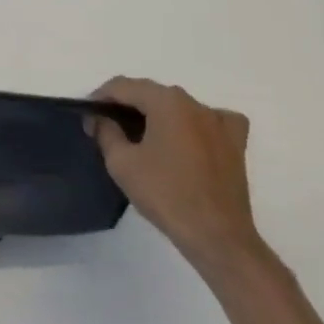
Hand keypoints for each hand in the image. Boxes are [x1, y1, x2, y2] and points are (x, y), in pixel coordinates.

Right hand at [89, 78, 265, 276]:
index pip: (124, 86)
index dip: (100, 97)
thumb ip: (105, 131)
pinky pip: (211, 120)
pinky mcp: (236, 143)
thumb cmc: (165, 195)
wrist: (217, 236)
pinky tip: (189, 137)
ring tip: (141, 136)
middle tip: (107, 127)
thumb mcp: (122, 163)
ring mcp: (219, 121)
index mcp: (166, 102)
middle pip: (151, 93)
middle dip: (126, 106)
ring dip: (157, 114)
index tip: (88, 116)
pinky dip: (195, 123)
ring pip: (178, 106)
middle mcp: (195, 103)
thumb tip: (98, 117)